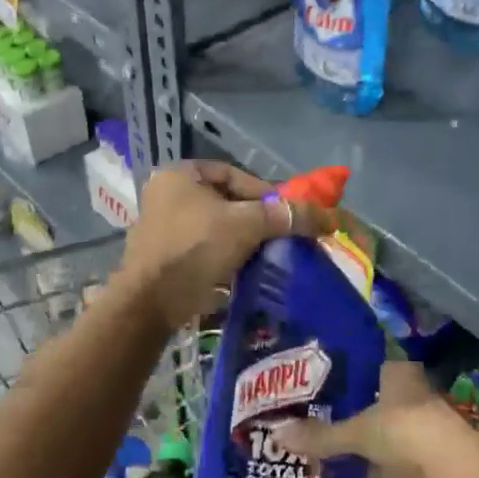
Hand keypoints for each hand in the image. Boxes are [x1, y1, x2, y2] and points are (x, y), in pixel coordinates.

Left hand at [115, 161, 335, 332]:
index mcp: (179, 175)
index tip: (285, 213)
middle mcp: (166, 195)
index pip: (232, 174)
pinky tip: (243, 272)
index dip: (263, 191)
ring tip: (266, 255)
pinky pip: (203, 250)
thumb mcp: (247, 225)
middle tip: (280, 235)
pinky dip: (224, 257)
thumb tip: (327, 216)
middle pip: (225, 201)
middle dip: (254, 219)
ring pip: (215, 228)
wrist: (151, 304)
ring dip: (241, 240)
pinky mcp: (163, 259)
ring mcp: (161, 228)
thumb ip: (285, 216)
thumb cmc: (195, 249)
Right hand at [273, 361, 468, 477]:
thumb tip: (277, 434)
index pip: (371, 368)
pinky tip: (364, 475)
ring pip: (392, 430)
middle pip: (381, 401)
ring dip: (374, 442)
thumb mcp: (355, 432)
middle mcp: (416, 392)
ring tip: (338, 451)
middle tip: (324, 423)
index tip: (324, 392)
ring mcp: (427, 425)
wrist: (451, 468)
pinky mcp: (433, 456)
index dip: (350, 380)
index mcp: (399, 372)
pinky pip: (401, 458)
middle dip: (360, 414)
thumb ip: (320, 436)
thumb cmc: (403, 430)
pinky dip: (385, 466)